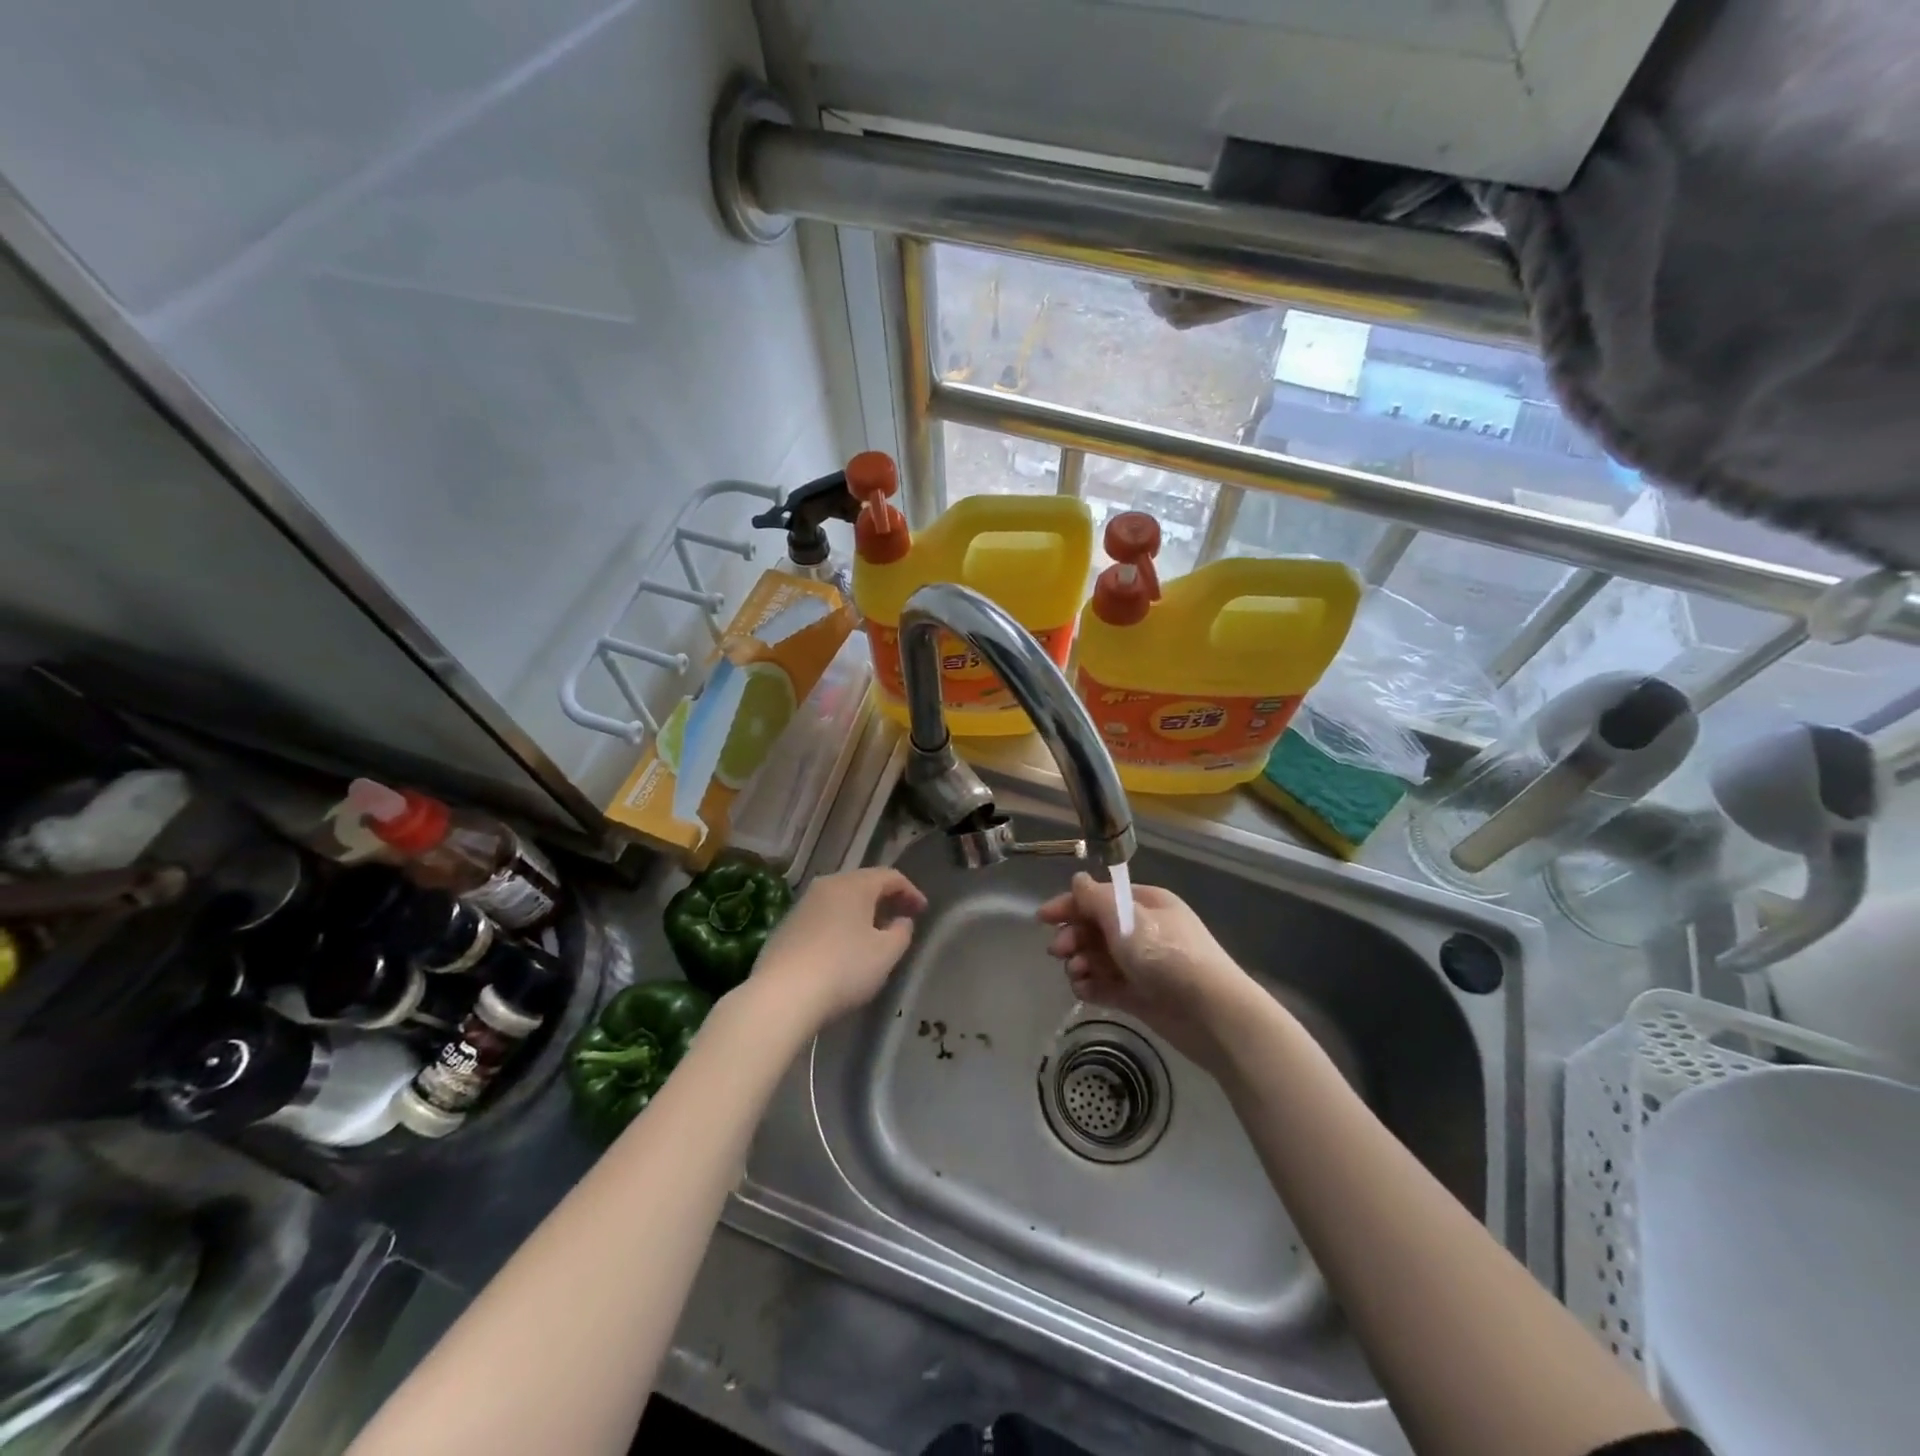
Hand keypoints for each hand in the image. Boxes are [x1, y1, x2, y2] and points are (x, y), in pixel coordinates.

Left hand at [748, 867, 926, 1028]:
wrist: (782, 996)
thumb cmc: (843, 969)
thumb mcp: (886, 954)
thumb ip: (901, 933)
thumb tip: (901, 921)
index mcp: (853, 885)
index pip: (890, 876)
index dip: (910, 891)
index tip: (922, 911)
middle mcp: (826, 886)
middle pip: (863, 884)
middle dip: (885, 899)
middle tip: (901, 919)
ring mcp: (802, 905)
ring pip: (840, 900)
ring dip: (861, 913)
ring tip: (874, 935)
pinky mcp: (785, 927)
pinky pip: (822, 917)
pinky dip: (840, 925)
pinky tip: (843, 949)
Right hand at [1036, 873, 1249, 1070]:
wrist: (1212, 1014)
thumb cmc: (1168, 955)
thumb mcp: (1127, 920)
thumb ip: (1096, 900)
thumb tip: (1078, 880)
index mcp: (1146, 904)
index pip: (1100, 898)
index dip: (1070, 905)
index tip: (1043, 918)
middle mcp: (1143, 931)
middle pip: (1096, 928)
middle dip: (1073, 937)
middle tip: (1058, 951)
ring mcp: (1142, 964)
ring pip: (1099, 958)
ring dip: (1080, 963)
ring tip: (1076, 974)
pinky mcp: (1141, 996)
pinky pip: (1108, 985)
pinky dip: (1093, 986)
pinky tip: (1083, 991)